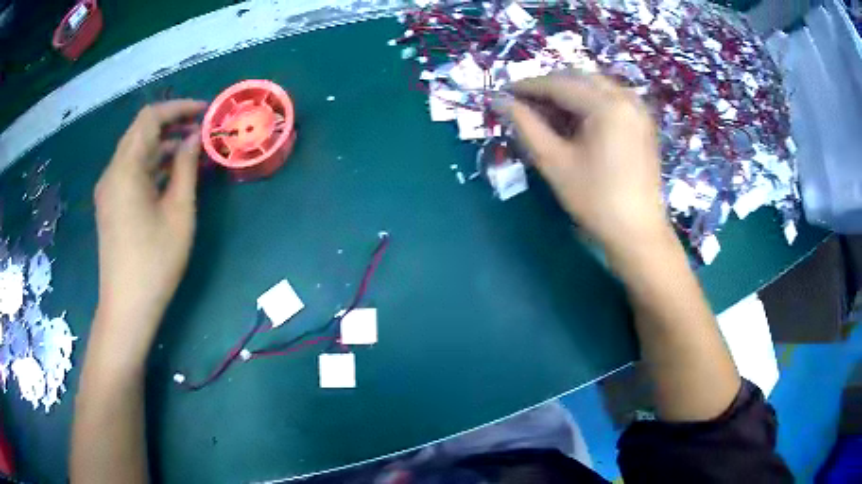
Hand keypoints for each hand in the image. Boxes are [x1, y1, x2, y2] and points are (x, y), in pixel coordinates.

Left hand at [93, 100, 205, 354]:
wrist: (126, 307)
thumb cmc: (155, 261)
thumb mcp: (178, 212)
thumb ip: (186, 168)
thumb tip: (194, 138)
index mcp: (126, 168)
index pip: (151, 117)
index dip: (179, 107)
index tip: (205, 112)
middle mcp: (112, 171)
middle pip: (141, 131)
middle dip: (172, 123)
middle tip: (201, 130)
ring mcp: (108, 189)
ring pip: (135, 150)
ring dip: (162, 145)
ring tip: (191, 152)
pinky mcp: (110, 204)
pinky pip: (131, 170)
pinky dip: (151, 164)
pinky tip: (170, 175)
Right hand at [504, 73, 667, 250]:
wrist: (638, 233)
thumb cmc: (596, 200)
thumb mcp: (555, 162)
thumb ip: (526, 126)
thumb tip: (499, 101)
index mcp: (607, 105)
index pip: (558, 84)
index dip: (527, 86)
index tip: (503, 93)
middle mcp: (626, 98)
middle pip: (578, 78)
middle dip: (548, 88)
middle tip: (524, 106)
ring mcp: (638, 109)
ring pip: (595, 86)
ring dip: (568, 94)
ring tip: (548, 115)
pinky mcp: (642, 123)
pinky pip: (610, 99)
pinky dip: (588, 103)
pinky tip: (575, 122)